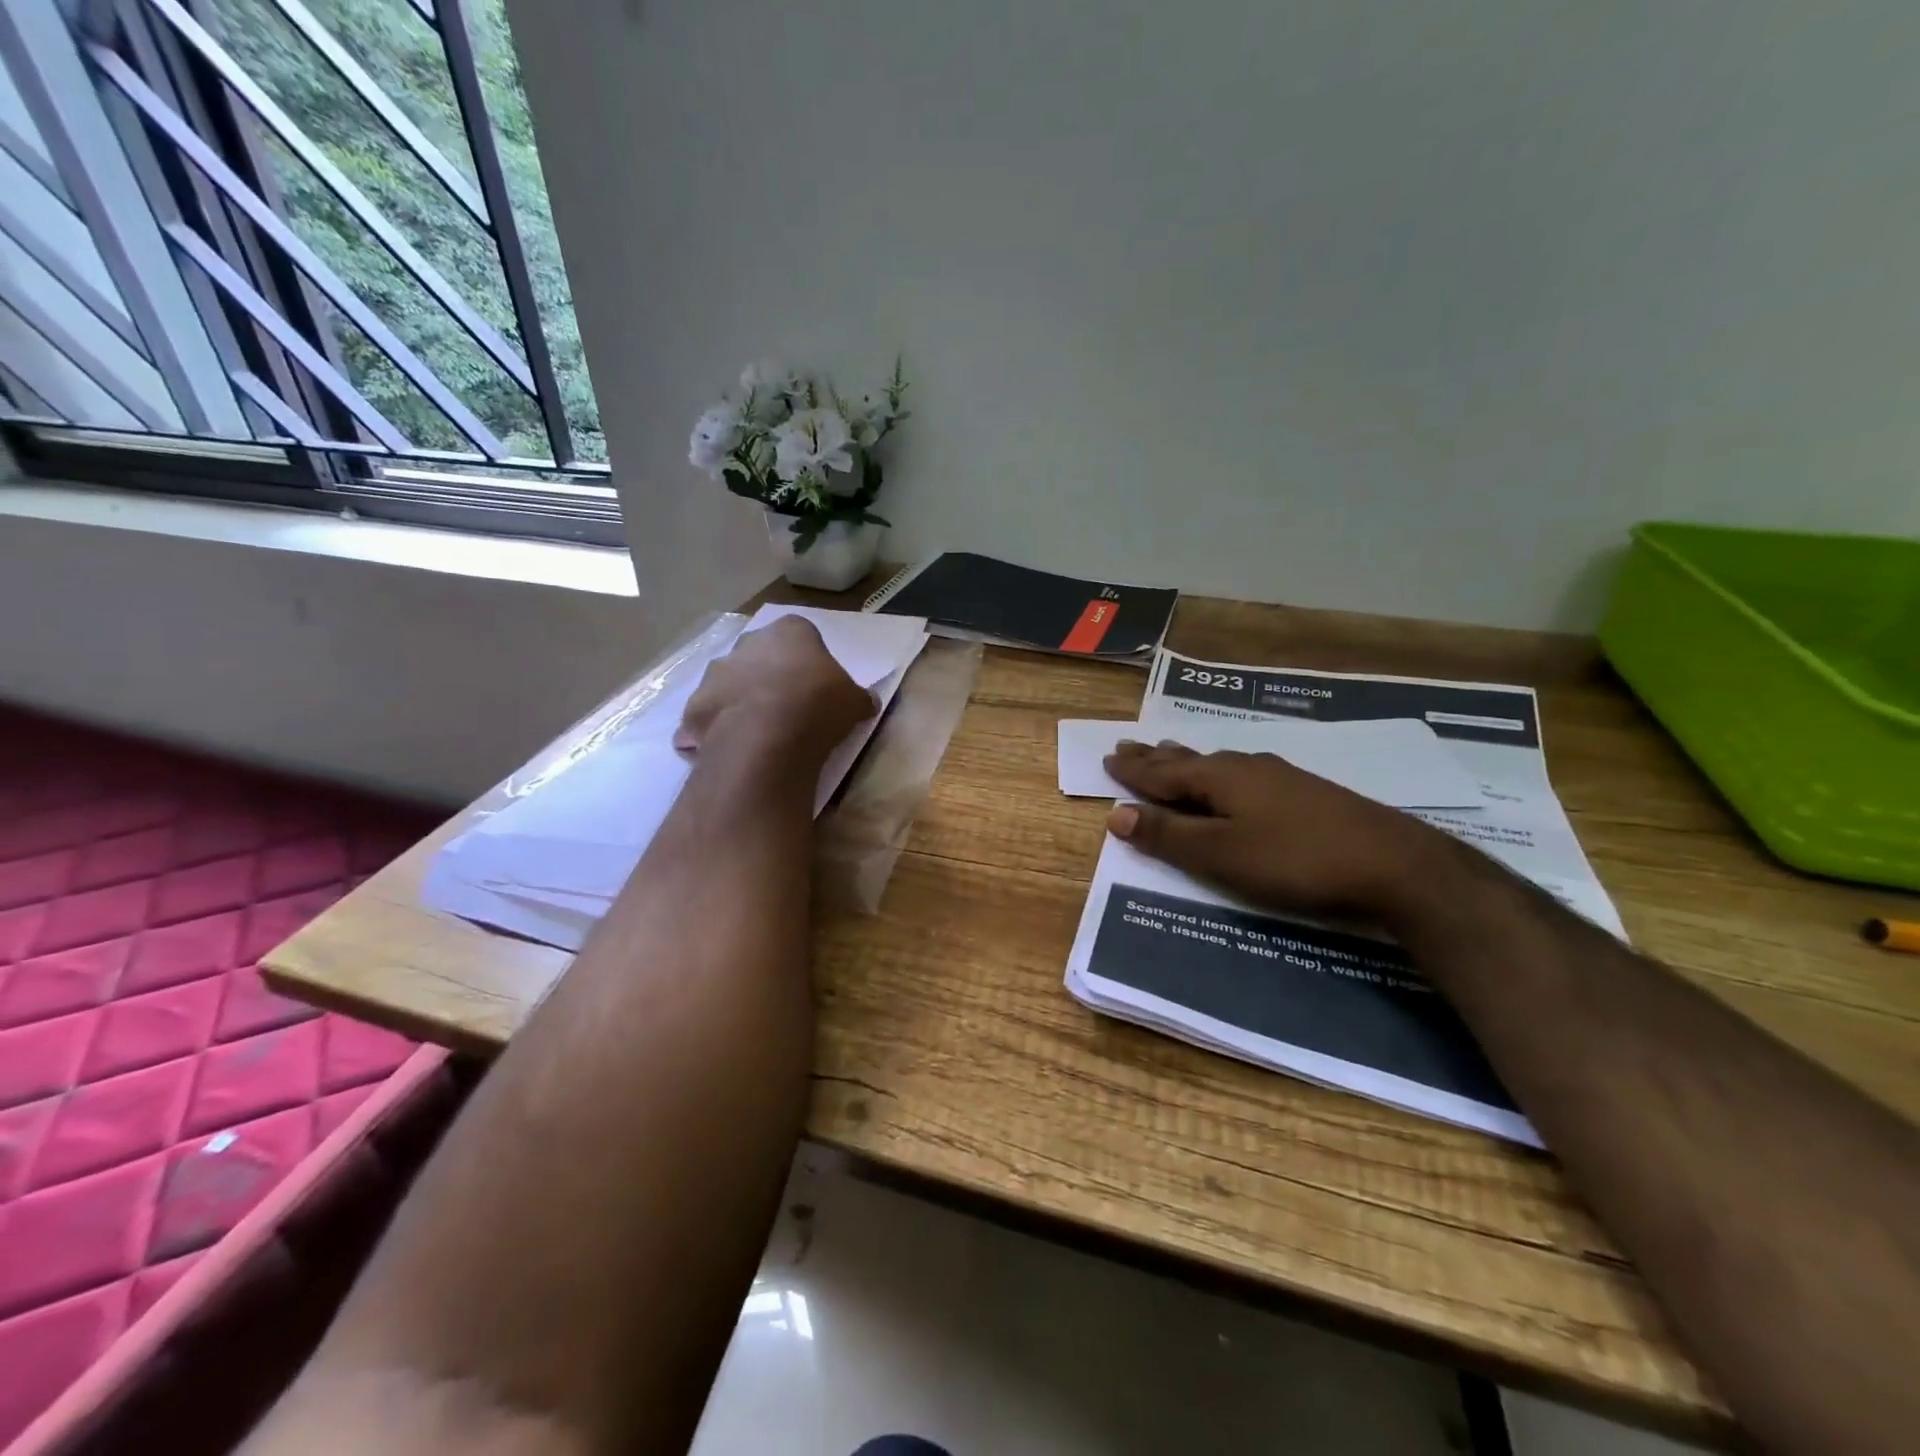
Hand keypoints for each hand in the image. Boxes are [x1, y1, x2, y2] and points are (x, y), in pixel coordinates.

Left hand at [676, 617, 873, 761]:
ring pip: (731, 682)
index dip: (809, 660)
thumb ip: (859, 697)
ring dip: (742, 699)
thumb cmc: (818, 706)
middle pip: (761, 655)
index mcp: (790, 631)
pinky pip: (708, 716)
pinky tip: (737, 748)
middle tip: (789, 706)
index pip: (801, 635)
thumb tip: (868, 702)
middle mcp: (748, 643)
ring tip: (761, 731)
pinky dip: (717, 729)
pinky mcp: (695, 706)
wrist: (766, 738)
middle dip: (771, 675)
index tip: (818, 685)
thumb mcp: (855, 702)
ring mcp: (716, 673)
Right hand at [1102, 740, 1453, 923]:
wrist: (1395, 864)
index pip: (1164, 773)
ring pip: (1219, 763)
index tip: (1109, 758)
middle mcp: (1247, 767)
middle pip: (1190, 760)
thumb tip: (1116, 815)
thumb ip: (1169, 836)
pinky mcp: (1306, 793)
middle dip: (1157, 757)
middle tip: (1129, 745)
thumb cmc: (1295, 861)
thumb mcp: (1221, 855)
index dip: (1134, 770)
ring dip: (1188, 761)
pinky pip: (1244, 773)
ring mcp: (1281, 777)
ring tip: (1170, 753)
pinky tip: (1235, 777)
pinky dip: (1219, 772)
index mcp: (1220, 778)